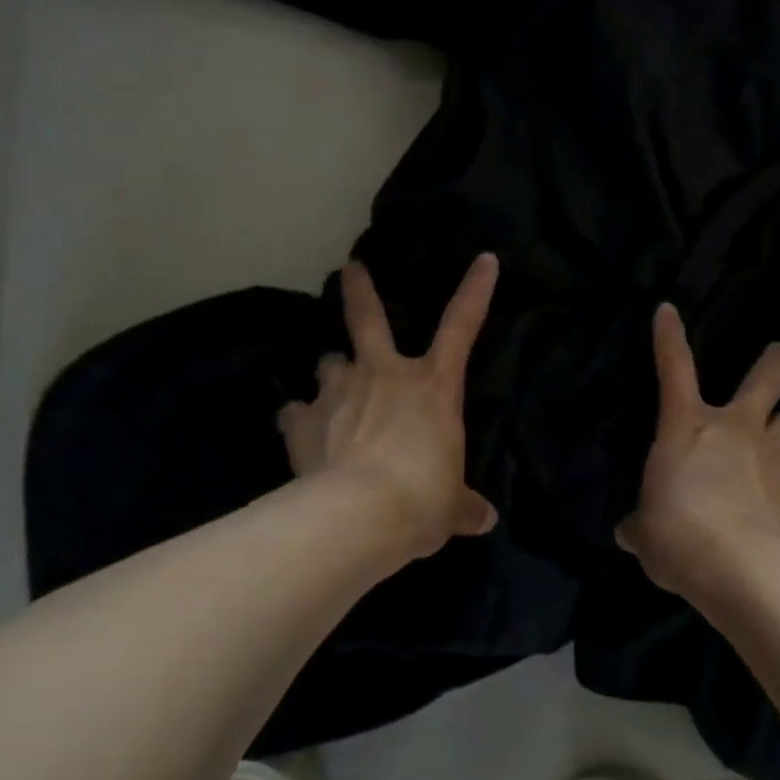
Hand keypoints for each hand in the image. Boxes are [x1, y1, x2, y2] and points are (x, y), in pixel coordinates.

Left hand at [278, 253, 499, 562]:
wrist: (358, 516)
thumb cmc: (421, 499)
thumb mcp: (451, 507)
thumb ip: (464, 506)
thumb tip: (484, 520)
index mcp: (432, 386)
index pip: (462, 326)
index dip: (475, 290)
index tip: (484, 259)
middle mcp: (383, 375)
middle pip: (367, 318)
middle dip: (359, 290)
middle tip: (351, 268)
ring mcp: (338, 392)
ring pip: (328, 363)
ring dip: (332, 373)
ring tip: (333, 390)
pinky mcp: (301, 421)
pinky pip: (295, 411)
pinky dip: (299, 418)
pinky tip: (301, 432)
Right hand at [615, 303, 779, 599]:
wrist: (740, 568)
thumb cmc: (677, 533)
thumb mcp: (645, 532)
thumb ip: (640, 526)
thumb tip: (631, 533)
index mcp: (688, 426)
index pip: (674, 369)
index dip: (669, 337)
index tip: (668, 309)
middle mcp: (736, 431)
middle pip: (765, 382)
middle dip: (773, 363)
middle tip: (779, 352)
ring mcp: (772, 460)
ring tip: (778, 441)